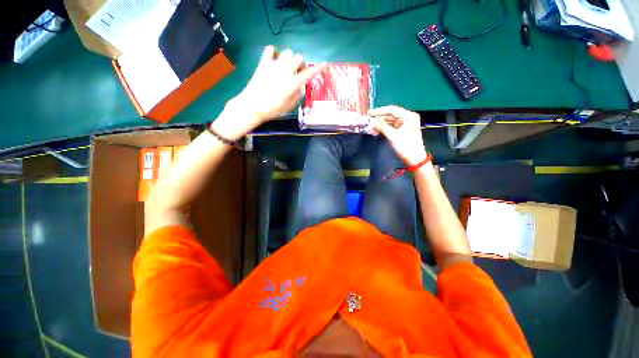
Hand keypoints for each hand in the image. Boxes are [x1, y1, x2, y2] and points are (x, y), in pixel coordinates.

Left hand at [213, 46, 322, 139]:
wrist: (253, 106)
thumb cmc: (273, 109)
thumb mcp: (290, 106)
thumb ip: (297, 95)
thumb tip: (300, 87)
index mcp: (293, 83)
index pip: (309, 73)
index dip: (318, 68)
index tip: (324, 65)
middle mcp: (286, 71)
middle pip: (299, 58)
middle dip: (301, 64)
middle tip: (298, 73)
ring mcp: (274, 65)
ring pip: (287, 52)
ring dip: (290, 58)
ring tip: (287, 67)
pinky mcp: (264, 63)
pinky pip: (270, 49)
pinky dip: (275, 52)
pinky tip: (275, 60)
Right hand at [368, 106, 427, 165]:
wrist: (414, 159)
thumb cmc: (406, 146)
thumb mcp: (393, 136)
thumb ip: (382, 126)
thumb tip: (371, 120)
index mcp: (408, 116)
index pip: (392, 110)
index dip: (379, 111)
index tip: (369, 113)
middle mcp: (407, 118)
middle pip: (390, 115)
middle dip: (379, 119)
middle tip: (368, 122)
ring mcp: (404, 125)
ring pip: (389, 122)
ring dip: (380, 125)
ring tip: (370, 128)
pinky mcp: (401, 131)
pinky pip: (390, 127)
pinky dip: (383, 129)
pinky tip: (375, 132)